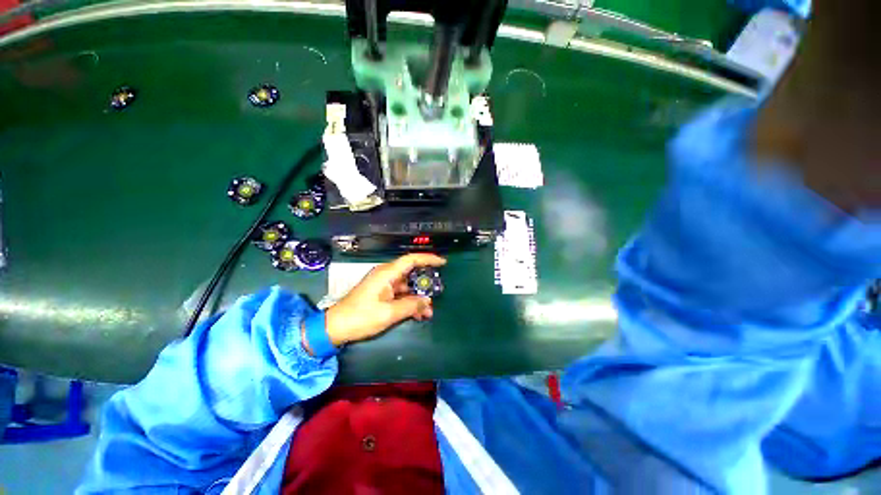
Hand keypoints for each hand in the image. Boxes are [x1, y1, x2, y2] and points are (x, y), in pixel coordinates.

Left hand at [319, 253, 445, 347]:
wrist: (335, 327)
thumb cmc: (361, 317)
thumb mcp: (389, 313)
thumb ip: (411, 305)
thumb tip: (427, 301)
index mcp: (387, 273)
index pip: (411, 259)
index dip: (428, 259)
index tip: (442, 263)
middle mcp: (386, 275)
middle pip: (411, 273)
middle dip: (425, 284)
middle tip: (437, 293)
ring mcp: (383, 285)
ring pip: (407, 286)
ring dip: (418, 297)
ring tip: (428, 311)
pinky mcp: (381, 294)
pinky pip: (400, 294)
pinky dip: (409, 302)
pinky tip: (418, 314)